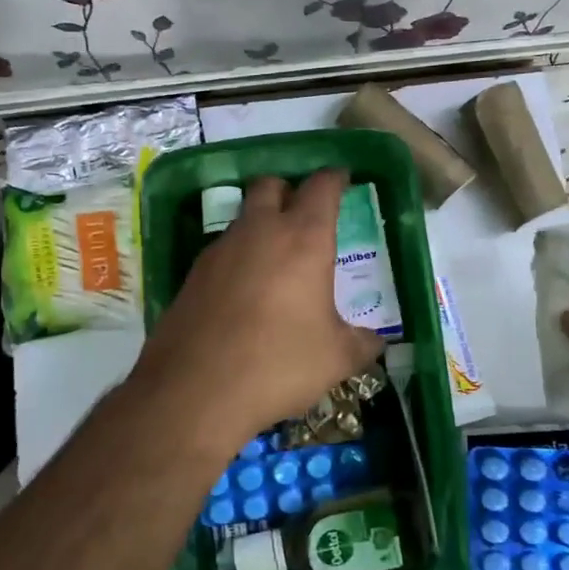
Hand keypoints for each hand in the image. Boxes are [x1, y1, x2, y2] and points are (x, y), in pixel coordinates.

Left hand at [131, 171, 383, 453]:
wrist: (195, 391)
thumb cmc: (279, 364)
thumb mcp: (336, 358)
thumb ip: (361, 343)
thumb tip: (375, 342)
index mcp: (304, 239)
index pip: (322, 187)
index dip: (335, 178)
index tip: (343, 179)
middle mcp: (260, 232)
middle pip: (271, 185)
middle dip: (290, 190)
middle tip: (304, 213)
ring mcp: (220, 250)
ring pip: (243, 217)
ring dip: (261, 224)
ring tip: (276, 258)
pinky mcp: (193, 275)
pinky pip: (222, 250)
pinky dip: (238, 257)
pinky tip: (245, 291)